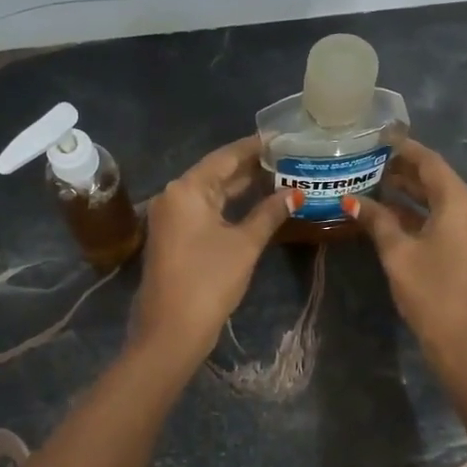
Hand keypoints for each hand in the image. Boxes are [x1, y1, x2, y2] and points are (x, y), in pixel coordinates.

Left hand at [130, 137, 295, 363]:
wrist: (171, 330)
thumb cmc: (209, 280)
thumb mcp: (245, 244)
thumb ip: (269, 213)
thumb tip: (295, 193)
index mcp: (186, 189)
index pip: (226, 156)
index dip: (255, 147)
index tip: (282, 137)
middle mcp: (174, 196)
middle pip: (217, 172)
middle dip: (251, 167)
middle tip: (287, 157)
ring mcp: (171, 218)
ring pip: (212, 193)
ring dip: (242, 187)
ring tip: (279, 176)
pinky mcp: (175, 237)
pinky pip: (205, 211)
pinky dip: (230, 206)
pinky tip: (256, 205)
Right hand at [347, 140, 466, 376]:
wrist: (465, 344)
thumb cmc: (431, 293)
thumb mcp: (398, 254)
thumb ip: (377, 221)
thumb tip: (351, 200)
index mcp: (460, 204)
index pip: (431, 164)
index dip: (405, 149)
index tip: (380, 137)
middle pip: (437, 181)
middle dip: (405, 171)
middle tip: (370, 160)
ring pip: (440, 202)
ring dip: (410, 193)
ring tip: (374, 182)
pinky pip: (444, 219)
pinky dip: (419, 214)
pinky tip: (390, 214)